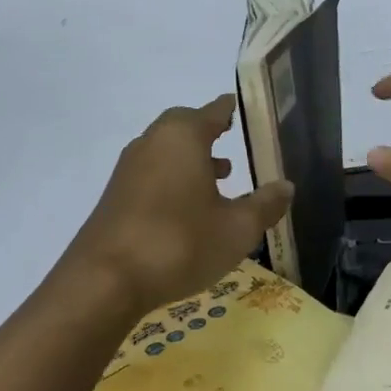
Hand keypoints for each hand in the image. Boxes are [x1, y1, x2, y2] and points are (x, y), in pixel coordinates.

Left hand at [65, 96, 293, 317]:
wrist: (104, 282)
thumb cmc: (180, 243)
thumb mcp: (237, 228)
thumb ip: (265, 205)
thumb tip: (286, 187)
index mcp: (184, 137)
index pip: (213, 111)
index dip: (231, 109)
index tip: (243, 107)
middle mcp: (152, 143)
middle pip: (184, 125)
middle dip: (209, 131)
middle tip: (232, 140)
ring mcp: (128, 169)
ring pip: (166, 150)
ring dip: (191, 157)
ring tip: (220, 178)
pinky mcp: (115, 196)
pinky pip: (152, 173)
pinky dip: (173, 178)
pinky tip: (189, 209)